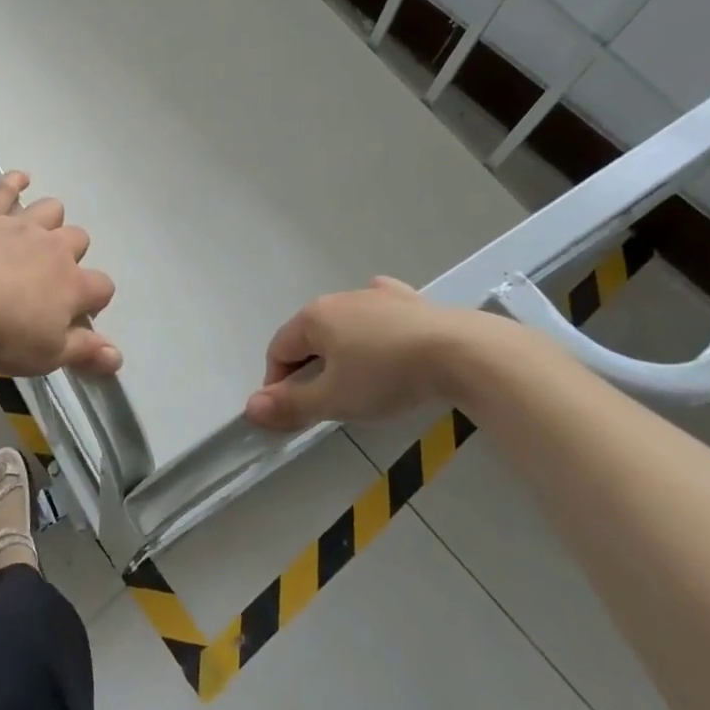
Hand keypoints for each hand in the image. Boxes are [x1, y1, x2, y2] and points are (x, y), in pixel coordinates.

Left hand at [0, 172, 120, 377]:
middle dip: (73, 255)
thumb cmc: (2, 331)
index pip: (102, 287)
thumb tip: (118, 357)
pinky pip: (5, 190)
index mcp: (73, 285)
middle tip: (51, 277)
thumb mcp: (47, 355)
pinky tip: (21, 178)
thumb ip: (85, 352)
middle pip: (79, 239)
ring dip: (50, 220)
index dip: (96, 300)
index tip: (79, 315)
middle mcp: (55, 249)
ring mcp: (22, 227)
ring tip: (39, 234)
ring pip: (51, 210)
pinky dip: (14, 182)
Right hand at [246, 277, 542, 431]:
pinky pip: (377, 311)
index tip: (293, 414)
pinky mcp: (408, 300)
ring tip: (361, 383)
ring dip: (340, 351)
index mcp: (313, 317)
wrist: (459, 352)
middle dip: (309, 369)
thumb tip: (250, 408)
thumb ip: (291, 404)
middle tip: (328, 404)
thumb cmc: (386, 376)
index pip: (278, 350)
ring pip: (344, 324)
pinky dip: (373, 327)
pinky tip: (385, 339)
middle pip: (309, 336)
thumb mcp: (334, 400)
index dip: (277, 384)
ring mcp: (374, 295)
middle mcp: (338, 298)